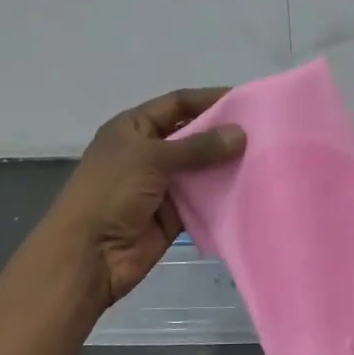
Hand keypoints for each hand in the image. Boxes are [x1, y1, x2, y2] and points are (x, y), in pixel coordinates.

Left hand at [43, 88, 246, 310]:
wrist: (88, 255)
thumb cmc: (111, 193)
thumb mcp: (152, 158)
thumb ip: (198, 146)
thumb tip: (240, 133)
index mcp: (134, 128)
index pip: (177, 104)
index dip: (209, 99)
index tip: (245, 100)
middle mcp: (148, 152)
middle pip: (192, 136)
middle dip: (223, 134)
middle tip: (264, 131)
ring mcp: (161, 184)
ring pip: (200, 168)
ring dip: (226, 165)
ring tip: (265, 157)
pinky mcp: (173, 214)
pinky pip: (202, 198)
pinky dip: (222, 194)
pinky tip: (250, 187)